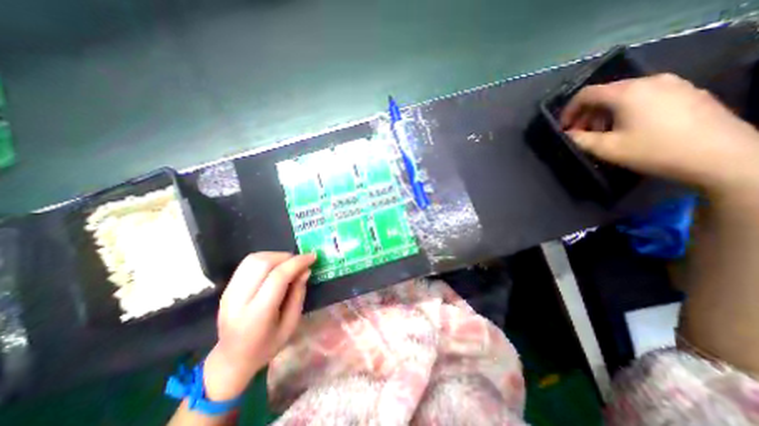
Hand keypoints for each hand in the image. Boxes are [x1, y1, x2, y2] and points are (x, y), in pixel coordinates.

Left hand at [201, 251, 313, 400]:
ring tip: (288, 264)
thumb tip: (306, 270)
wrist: (231, 359)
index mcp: (257, 315)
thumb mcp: (291, 324)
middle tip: (301, 262)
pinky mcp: (227, 287)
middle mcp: (238, 300)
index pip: (278, 277)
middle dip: (287, 257)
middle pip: (263, 263)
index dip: (297, 263)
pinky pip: (248, 263)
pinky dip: (266, 259)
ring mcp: (229, 292)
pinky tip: (275, 267)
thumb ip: (298, 294)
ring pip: (254, 259)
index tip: (312, 257)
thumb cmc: (267, 346)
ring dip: (276, 256)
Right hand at [560, 74, 758, 195]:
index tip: (563, 128)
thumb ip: (580, 140)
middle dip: (587, 114)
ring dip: (605, 113)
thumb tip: (567, 135)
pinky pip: (644, 96)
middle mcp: (649, 81)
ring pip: (624, 95)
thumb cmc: (654, 150)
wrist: (720, 155)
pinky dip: (625, 110)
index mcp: (627, 92)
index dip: (569, 110)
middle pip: (605, 93)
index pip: (586, 93)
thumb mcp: (606, 148)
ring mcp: (672, 84)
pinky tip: (627, 128)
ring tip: (603, 134)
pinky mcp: (686, 92)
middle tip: (581, 134)